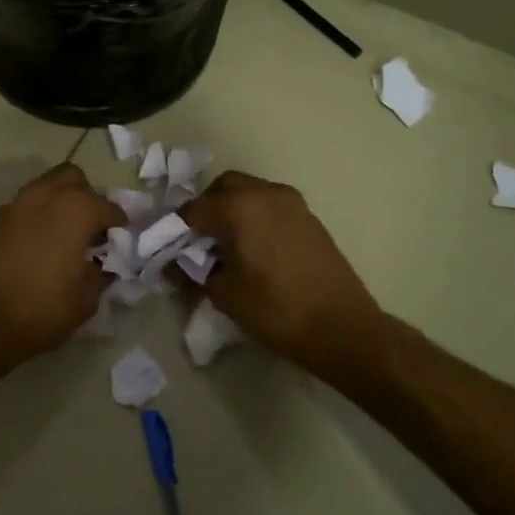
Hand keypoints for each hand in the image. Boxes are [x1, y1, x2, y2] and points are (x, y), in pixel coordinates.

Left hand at [0, 163, 121, 380]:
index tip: (124, 240)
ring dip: (62, 202)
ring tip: (69, 236)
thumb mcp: (84, 301)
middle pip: (74, 179)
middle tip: (94, 229)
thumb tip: (101, 266)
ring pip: (47, 187)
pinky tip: (44, 245)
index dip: (120, 224)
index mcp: (74, 210)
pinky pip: (27, 205)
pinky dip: (41, 215)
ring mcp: (16, 205)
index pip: (108, 207)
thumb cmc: (38, 312)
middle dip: (88, 197)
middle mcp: (45, 196)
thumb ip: (99, 276)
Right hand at [180, 171, 386, 368]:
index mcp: (238, 207)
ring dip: (234, 211)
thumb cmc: (275, 309)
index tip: (172, 251)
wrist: (342, 327)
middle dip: (208, 209)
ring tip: (229, 248)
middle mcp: (264, 193)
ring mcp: (292, 203)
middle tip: (201, 242)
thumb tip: (172, 266)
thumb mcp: (224, 294)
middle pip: (223, 188)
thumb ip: (193, 273)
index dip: (177, 230)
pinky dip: (257, 218)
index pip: (193, 209)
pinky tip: (256, 251)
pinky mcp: (310, 218)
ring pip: (251, 193)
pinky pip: (272, 206)